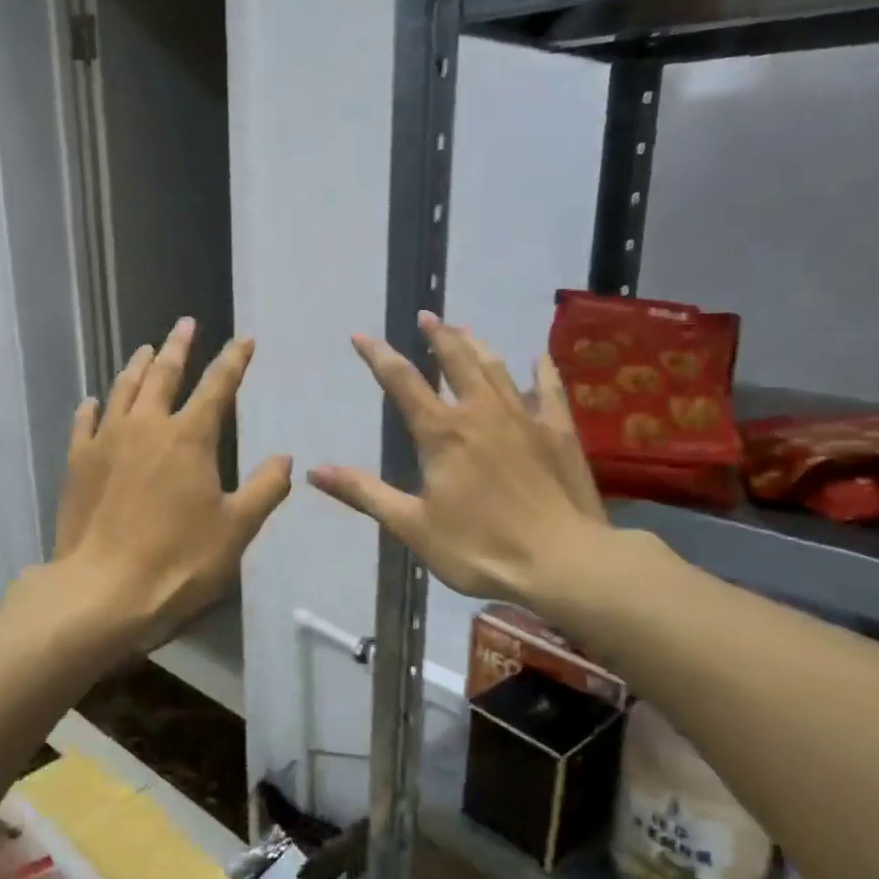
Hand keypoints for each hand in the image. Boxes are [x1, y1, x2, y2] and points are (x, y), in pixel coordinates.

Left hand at [44, 318, 291, 659]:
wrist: (102, 590)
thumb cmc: (178, 561)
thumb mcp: (236, 529)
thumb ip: (265, 489)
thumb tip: (285, 458)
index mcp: (189, 437)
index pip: (218, 385)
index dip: (233, 360)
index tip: (243, 339)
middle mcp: (146, 426)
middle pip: (164, 374)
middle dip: (178, 346)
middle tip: (185, 324)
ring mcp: (106, 441)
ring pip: (123, 389)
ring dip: (137, 366)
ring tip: (146, 349)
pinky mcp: (77, 462)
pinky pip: (85, 423)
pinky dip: (93, 407)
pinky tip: (93, 401)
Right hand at [309, 312, 617, 620]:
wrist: (564, 562)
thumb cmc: (480, 548)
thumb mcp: (412, 525)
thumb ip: (364, 493)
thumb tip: (314, 471)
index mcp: (442, 433)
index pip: (402, 383)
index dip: (378, 356)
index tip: (361, 335)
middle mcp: (481, 413)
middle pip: (455, 361)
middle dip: (437, 337)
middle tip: (426, 316)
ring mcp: (524, 418)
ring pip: (497, 368)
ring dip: (477, 345)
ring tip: (464, 329)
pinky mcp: (558, 433)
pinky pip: (548, 390)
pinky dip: (541, 371)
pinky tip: (538, 357)